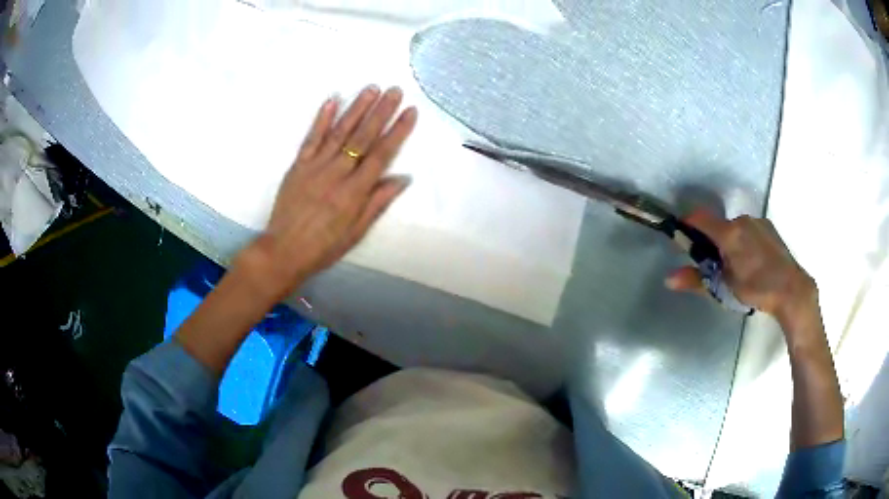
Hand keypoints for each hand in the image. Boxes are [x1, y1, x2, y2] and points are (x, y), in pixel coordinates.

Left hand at [239, 86, 417, 299]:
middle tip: (395, 90)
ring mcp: (316, 166)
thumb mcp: (356, 232)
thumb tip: (403, 178)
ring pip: (340, 132)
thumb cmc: (323, 246)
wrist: (284, 251)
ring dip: (356, 108)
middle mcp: (337, 173)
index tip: (410, 111)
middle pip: (363, 137)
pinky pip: (311, 138)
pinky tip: (332, 100)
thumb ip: (378, 202)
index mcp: (355, 192)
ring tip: (371, 89)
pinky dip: (321, 118)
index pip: (382, 154)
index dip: (398, 131)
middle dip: (381, 111)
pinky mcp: (298, 165)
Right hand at [665, 209, 817, 324]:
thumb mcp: (724, 289)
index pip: (699, 217)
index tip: (684, 240)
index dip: (687, 224)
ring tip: (738, 267)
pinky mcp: (768, 227)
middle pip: (718, 225)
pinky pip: (749, 229)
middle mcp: (742, 220)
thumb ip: (696, 280)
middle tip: (716, 266)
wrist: (791, 289)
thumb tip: (669, 279)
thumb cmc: (756, 289)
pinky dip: (744, 241)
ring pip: (735, 228)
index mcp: (728, 233)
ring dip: (729, 241)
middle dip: (712, 241)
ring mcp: (757, 221)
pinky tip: (753, 262)